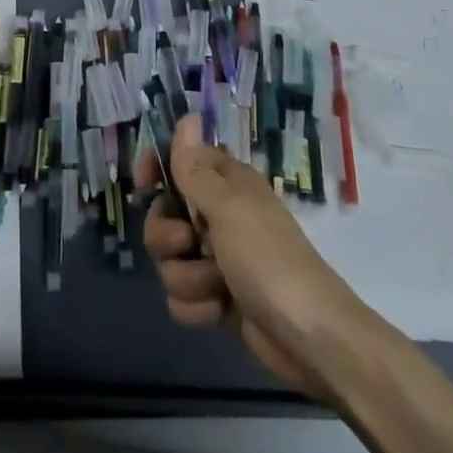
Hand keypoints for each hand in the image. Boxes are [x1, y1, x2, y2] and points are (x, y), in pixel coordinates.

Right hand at [136, 114, 371, 399]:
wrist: (308, 336)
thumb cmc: (268, 258)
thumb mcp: (228, 206)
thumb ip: (195, 168)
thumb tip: (188, 117)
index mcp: (226, 184)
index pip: (179, 160)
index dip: (157, 168)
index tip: (143, 184)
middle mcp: (219, 215)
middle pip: (163, 216)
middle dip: (166, 236)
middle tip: (186, 243)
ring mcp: (217, 259)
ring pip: (169, 260)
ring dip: (187, 277)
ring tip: (216, 287)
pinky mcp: (217, 298)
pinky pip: (182, 296)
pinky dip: (197, 306)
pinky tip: (219, 311)